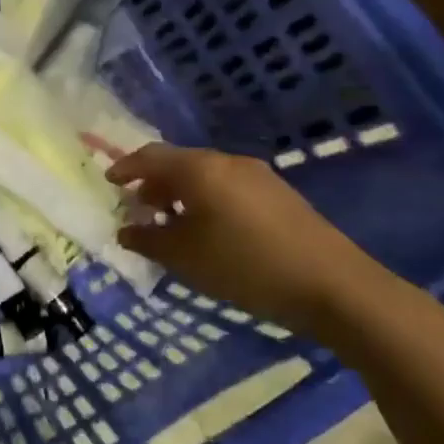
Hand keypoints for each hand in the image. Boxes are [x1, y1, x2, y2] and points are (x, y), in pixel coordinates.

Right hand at [107, 144, 392, 327]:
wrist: (333, 286)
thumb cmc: (245, 266)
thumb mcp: (184, 258)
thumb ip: (147, 240)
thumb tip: (126, 230)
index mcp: (199, 169)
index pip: (150, 156)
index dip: (125, 168)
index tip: (110, 184)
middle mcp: (227, 162)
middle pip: (179, 163)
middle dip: (153, 184)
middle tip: (139, 209)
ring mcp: (258, 176)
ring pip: (205, 176)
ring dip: (181, 194)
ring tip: (171, 224)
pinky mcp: (279, 195)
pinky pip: (228, 187)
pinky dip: (206, 201)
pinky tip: (208, 231)